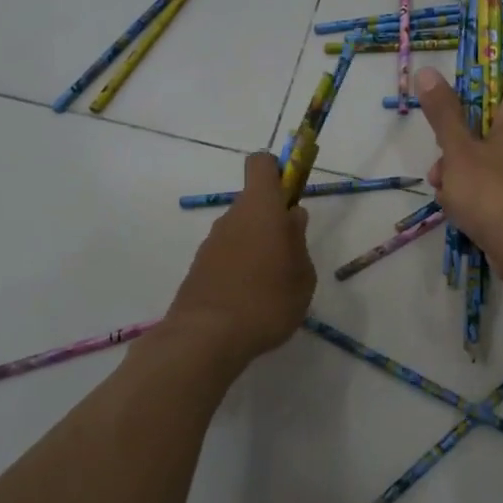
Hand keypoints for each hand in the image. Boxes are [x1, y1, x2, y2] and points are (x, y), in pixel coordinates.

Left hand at [165, 152, 316, 363]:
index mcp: (261, 208)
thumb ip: (299, 241)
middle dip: (274, 221)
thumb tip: (292, 217)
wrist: (206, 337)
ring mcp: (212, 242)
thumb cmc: (267, 301)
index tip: (292, 192)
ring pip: (242, 231)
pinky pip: (228, 255)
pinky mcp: (199, 267)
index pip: (261, 164)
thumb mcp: (302, 275)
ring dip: (258, 247)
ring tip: (273, 286)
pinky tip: (251, 300)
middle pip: (254, 203)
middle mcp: (232, 217)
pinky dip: (241, 268)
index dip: (278, 170)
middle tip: (292, 257)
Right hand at [415, 66, 502, 277]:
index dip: (473, 81)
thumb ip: (443, 111)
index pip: (501, 76)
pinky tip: (455, 207)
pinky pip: (491, 179)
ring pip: (483, 153)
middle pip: (485, 118)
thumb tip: (428, 71)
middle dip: (454, 137)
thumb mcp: (458, 149)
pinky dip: (471, 189)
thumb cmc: (492, 191)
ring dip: (456, 167)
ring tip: (442, 187)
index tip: (446, 98)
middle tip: (440, 152)